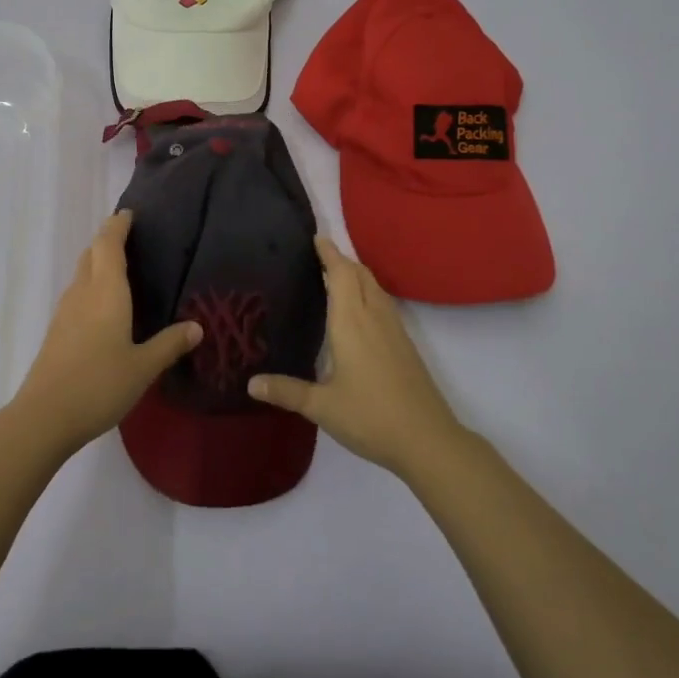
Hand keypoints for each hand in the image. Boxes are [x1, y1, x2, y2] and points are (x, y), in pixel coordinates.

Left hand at [12, 210, 201, 453]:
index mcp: (105, 292)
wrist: (45, 416)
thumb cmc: (99, 384)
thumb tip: (196, 326)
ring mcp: (65, 311)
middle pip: (91, 254)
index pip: (108, 244)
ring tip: (122, 269)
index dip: (117, 226)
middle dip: (108, 240)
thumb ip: (169, 344)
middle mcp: (82, 293)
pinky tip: (105, 306)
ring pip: (82, 274)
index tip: (129, 214)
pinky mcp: (57, 331)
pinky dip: (92, 285)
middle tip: (131, 239)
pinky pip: (77, 294)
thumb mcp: (143, 367)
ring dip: (98, 263)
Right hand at [248, 236, 463, 476]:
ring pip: (375, 288)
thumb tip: (250, 383)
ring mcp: (394, 331)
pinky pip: (384, 304)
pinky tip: (360, 311)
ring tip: (335, 275)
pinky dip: (368, 293)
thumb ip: (287, 391)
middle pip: (360, 275)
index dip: (329, 254)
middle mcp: (374, 318)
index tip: (316, 237)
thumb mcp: (322, 407)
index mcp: (351, 323)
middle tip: (319, 254)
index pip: (340, 275)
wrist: (428, 440)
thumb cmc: (371, 417)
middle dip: (342, 260)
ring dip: (357, 275)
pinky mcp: (405, 345)